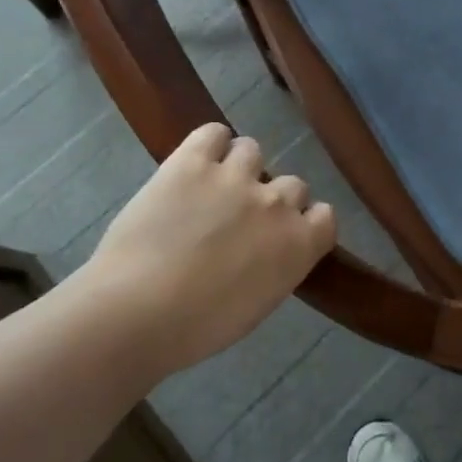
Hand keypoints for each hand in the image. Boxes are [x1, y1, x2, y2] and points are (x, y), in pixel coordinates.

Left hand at [78, 123, 336, 373]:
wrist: (137, 311)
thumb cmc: (197, 328)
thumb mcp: (257, 306)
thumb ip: (275, 268)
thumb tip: (267, 253)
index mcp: (299, 245)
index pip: (324, 216)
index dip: (304, 221)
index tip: (284, 233)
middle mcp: (277, 203)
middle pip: (292, 184)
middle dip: (271, 199)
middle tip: (240, 219)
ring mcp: (236, 177)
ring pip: (252, 151)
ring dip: (239, 167)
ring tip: (212, 187)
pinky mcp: (193, 163)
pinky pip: (213, 133)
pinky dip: (210, 143)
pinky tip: (197, 162)